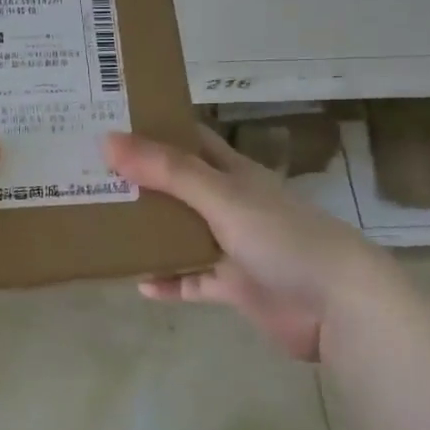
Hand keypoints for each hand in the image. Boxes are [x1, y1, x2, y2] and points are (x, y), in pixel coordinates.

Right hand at [103, 126, 408, 360]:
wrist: (338, 306)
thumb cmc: (282, 237)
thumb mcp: (221, 196)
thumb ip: (167, 171)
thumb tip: (108, 141)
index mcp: (233, 173)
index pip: (190, 139)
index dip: (155, 128)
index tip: (111, 123)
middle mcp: (231, 204)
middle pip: (178, 186)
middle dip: (140, 181)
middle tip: (91, 176)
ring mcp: (233, 246)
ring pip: (182, 233)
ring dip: (150, 232)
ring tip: (105, 225)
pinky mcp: (235, 286)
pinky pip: (193, 281)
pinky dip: (169, 281)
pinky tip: (139, 284)